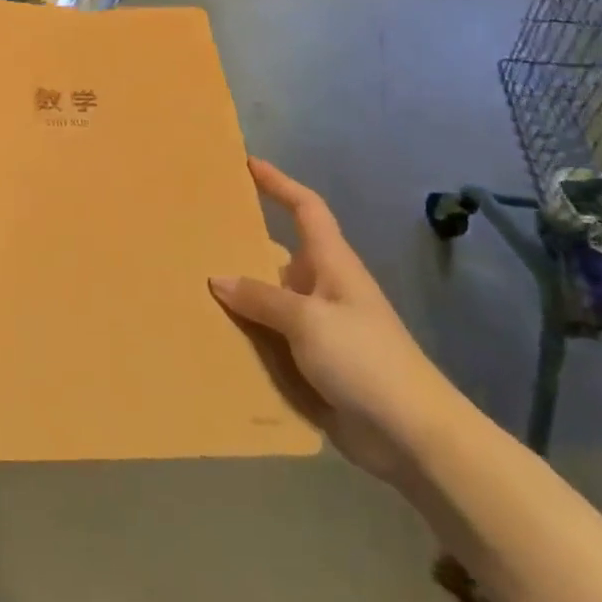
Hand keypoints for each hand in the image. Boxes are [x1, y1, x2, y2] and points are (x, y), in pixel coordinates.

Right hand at [209, 158, 474, 486]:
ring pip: (268, 300)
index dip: (279, 184)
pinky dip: (245, 336)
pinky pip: (270, 339)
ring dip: (238, 297)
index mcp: (331, 264)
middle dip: (241, 245)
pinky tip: (211, 338)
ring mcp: (317, 328)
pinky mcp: (312, 363)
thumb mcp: (308, 320)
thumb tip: (218, 279)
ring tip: (189, 287)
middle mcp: (322, 288)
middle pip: (276, 254)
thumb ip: (261, 298)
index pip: (305, 209)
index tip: (248, 165)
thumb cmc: (365, 360)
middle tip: (196, 234)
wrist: (411, 436)